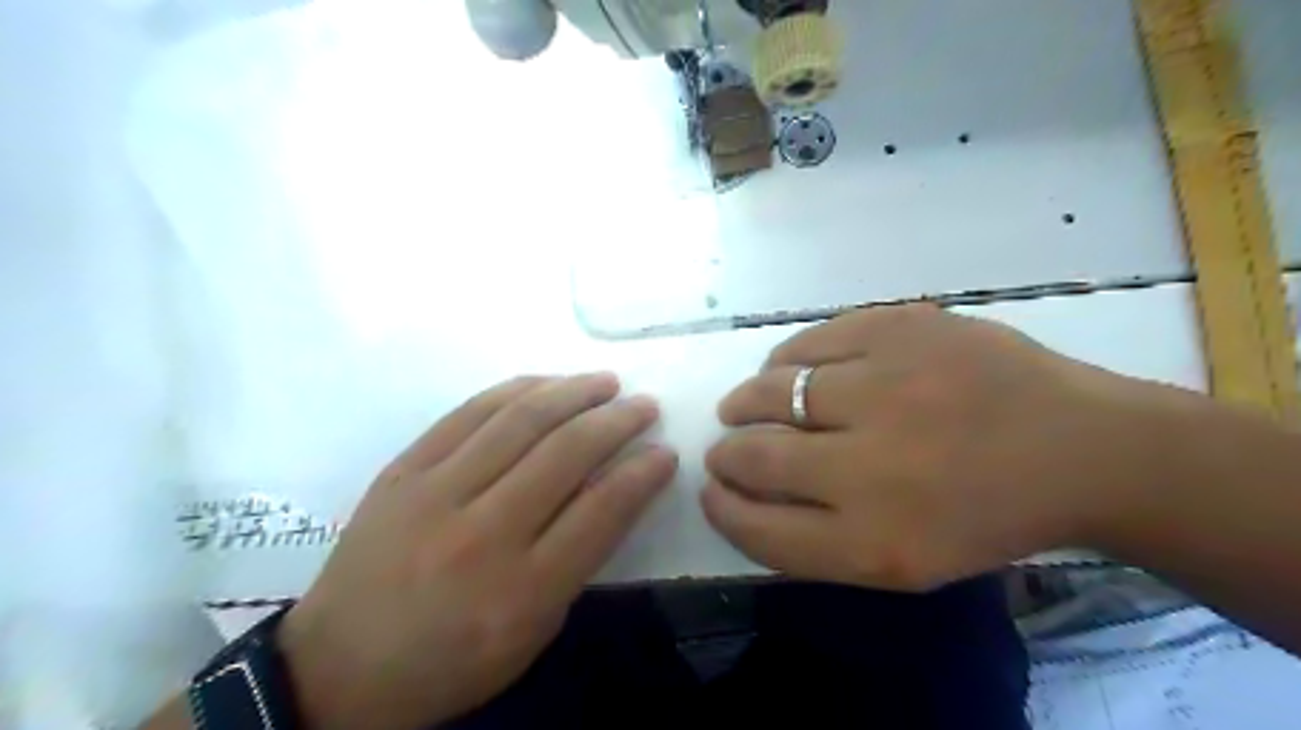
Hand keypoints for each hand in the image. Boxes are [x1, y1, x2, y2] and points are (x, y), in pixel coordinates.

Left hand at [276, 376, 675, 729]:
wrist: (339, 667)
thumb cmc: (452, 661)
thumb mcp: (532, 631)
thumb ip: (579, 560)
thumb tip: (617, 490)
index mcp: (522, 590)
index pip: (601, 511)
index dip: (642, 473)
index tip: (665, 451)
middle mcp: (481, 533)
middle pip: (565, 454)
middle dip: (617, 422)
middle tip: (644, 405)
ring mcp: (435, 493)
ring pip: (519, 421)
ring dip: (573, 392)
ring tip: (605, 382)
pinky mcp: (403, 469)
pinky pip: (468, 412)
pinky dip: (516, 390)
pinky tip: (546, 383)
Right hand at [701, 305, 1181, 588]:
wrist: (1079, 448)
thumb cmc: (985, 515)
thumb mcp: (903, 561)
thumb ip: (814, 538)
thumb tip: (741, 491)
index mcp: (875, 540)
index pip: (758, 527)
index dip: (722, 507)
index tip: (712, 490)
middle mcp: (871, 465)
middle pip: (754, 455)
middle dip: (724, 453)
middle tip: (724, 447)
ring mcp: (886, 386)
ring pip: (770, 389)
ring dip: (745, 401)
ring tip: (745, 404)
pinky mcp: (900, 327)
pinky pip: (807, 342)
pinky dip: (784, 359)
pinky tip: (789, 369)